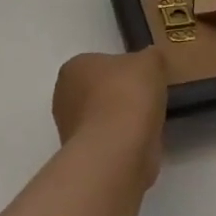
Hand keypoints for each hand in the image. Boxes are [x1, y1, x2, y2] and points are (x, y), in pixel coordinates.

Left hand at [52, 50, 168, 186]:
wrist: (118, 150)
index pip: (98, 63)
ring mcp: (70, 132)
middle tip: (147, 97)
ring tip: (148, 121)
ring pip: (103, 119)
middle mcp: (64, 98)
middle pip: (98, 92)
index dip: (122, 69)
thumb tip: (151, 60)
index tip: (141, 76)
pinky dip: (124, 142)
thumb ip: (151, 57)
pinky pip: (109, 142)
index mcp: (73, 68)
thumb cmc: (127, 94)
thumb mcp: (151, 61)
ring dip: (121, 120)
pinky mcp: (84, 158)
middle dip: (119, 95)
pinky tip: (142, 141)